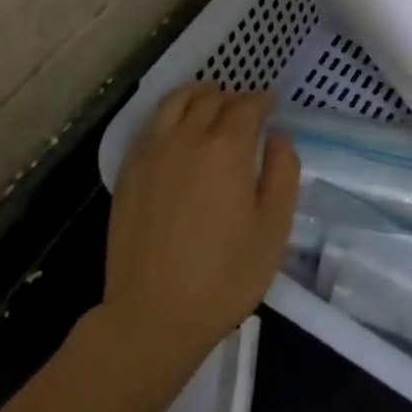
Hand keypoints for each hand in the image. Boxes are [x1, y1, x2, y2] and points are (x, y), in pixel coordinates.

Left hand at [103, 86, 297, 373]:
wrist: (152, 317)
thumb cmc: (224, 276)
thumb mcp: (274, 228)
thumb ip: (283, 172)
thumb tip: (278, 137)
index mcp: (226, 148)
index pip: (247, 105)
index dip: (262, 100)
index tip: (271, 104)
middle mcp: (186, 138)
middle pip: (211, 98)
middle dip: (233, 97)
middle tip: (245, 110)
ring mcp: (152, 153)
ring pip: (174, 102)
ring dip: (197, 94)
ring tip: (209, 102)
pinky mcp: (128, 172)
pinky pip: (150, 125)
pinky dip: (169, 114)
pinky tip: (176, 130)